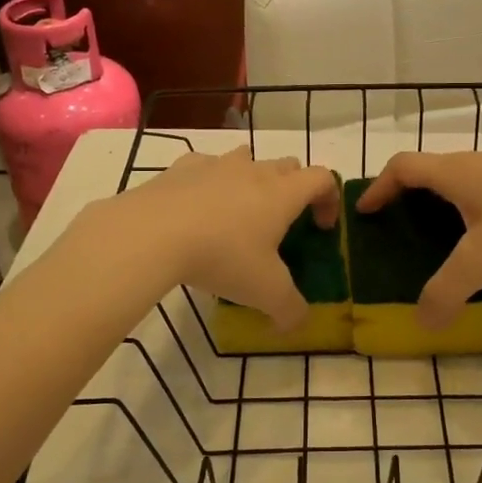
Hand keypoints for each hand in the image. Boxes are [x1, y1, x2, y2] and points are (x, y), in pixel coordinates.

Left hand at [111, 148, 339, 329]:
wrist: (152, 233)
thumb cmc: (222, 256)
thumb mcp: (265, 293)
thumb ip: (290, 310)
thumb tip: (297, 323)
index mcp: (282, 193)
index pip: (322, 178)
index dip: (329, 200)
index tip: (320, 229)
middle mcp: (254, 170)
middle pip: (288, 165)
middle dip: (294, 189)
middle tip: (282, 224)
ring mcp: (216, 164)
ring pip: (247, 158)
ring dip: (252, 179)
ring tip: (239, 213)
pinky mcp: (181, 168)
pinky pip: (205, 166)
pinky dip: (209, 182)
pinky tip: (197, 209)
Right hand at [357, 152, 481, 328]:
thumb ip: (446, 292)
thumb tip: (422, 322)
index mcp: (457, 173)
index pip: (403, 166)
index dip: (379, 187)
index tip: (366, 211)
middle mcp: (480, 163)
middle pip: (431, 170)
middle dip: (409, 196)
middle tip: (399, 226)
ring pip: (464, 179)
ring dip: (444, 201)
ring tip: (442, 236)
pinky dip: (474, 207)